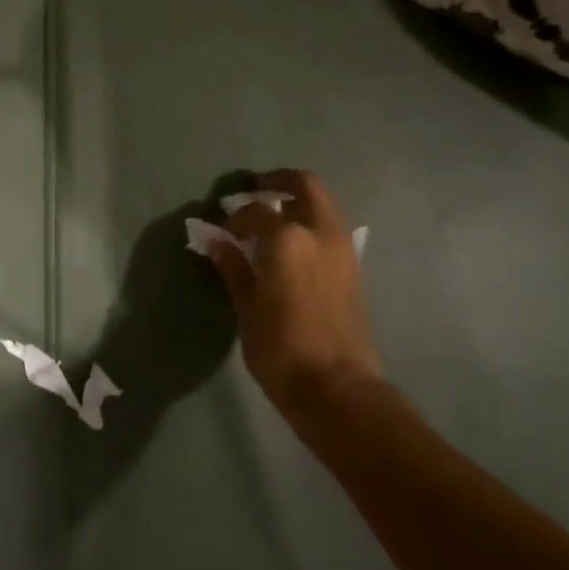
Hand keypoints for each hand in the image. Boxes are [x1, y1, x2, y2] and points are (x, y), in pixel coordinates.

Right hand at [207, 170, 382, 414]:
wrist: (336, 388)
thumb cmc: (280, 347)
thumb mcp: (246, 307)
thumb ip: (233, 267)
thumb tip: (215, 241)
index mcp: (288, 239)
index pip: (255, 212)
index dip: (233, 218)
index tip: (219, 231)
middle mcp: (319, 233)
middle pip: (305, 186)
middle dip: (280, 181)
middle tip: (256, 188)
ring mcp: (342, 249)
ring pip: (323, 204)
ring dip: (299, 201)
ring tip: (273, 216)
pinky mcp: (353, 269)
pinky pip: (331, 228)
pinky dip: (312, 222)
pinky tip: (291, 244)